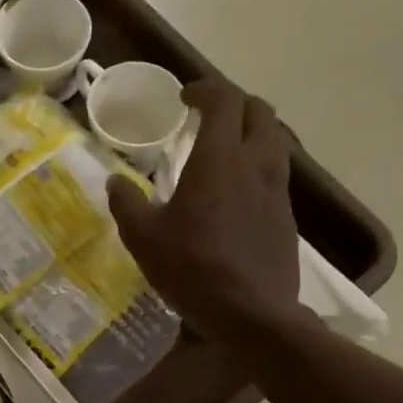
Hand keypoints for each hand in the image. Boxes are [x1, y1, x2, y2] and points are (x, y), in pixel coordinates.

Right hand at [107, 79, 305, 341]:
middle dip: (234, 103)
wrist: (253, 314)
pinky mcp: (287, 216)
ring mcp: (277, 190)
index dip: (205, 89)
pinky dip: (258, 165)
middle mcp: (255, 164)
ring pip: (275, 140)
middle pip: (259, 111)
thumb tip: (115, 181)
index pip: (224, 100)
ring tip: (225, 149)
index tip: (185, 97)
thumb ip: (127, 203)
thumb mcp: (143, 238)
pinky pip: (277, 173)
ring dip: (251, 132)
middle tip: (208, 116)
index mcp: (218, 160)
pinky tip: (237, 191)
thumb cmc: (193, 269)